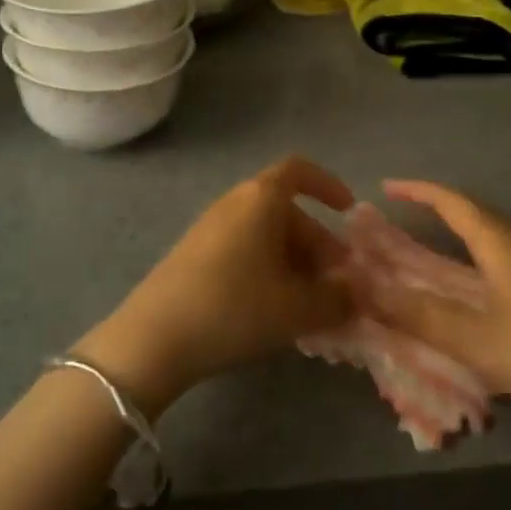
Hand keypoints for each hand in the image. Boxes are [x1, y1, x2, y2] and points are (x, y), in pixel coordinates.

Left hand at [74, 157, 354, 415]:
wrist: (154, 338)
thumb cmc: (234, 307)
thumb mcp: (296, 309)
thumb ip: (335, 300)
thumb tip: (355, 295)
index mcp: (262, 198)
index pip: (299, 171)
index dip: (328, 186)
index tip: (348, 213)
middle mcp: (236, 202)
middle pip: (288, 212)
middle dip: (318, 245)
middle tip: (337, 285)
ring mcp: (211, 228)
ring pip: (267, 235)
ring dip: (295, 263)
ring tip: (311, 306)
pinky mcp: (195, 254)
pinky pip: (244, 251)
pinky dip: (268, 271)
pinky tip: (274, 311)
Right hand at [367, 180, 510, 423]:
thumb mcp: (476, 338)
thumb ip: (420, 315)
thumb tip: (367, 290)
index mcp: (497, 242)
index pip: (450, 201)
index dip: (416, 191)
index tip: (385, 188)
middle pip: (467, 215)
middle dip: (429, 212)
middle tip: (394, 223)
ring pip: (482, 240)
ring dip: (448, 239)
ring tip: (419, 255)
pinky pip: (493, 262)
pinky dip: (466, 264)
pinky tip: (463, 293)